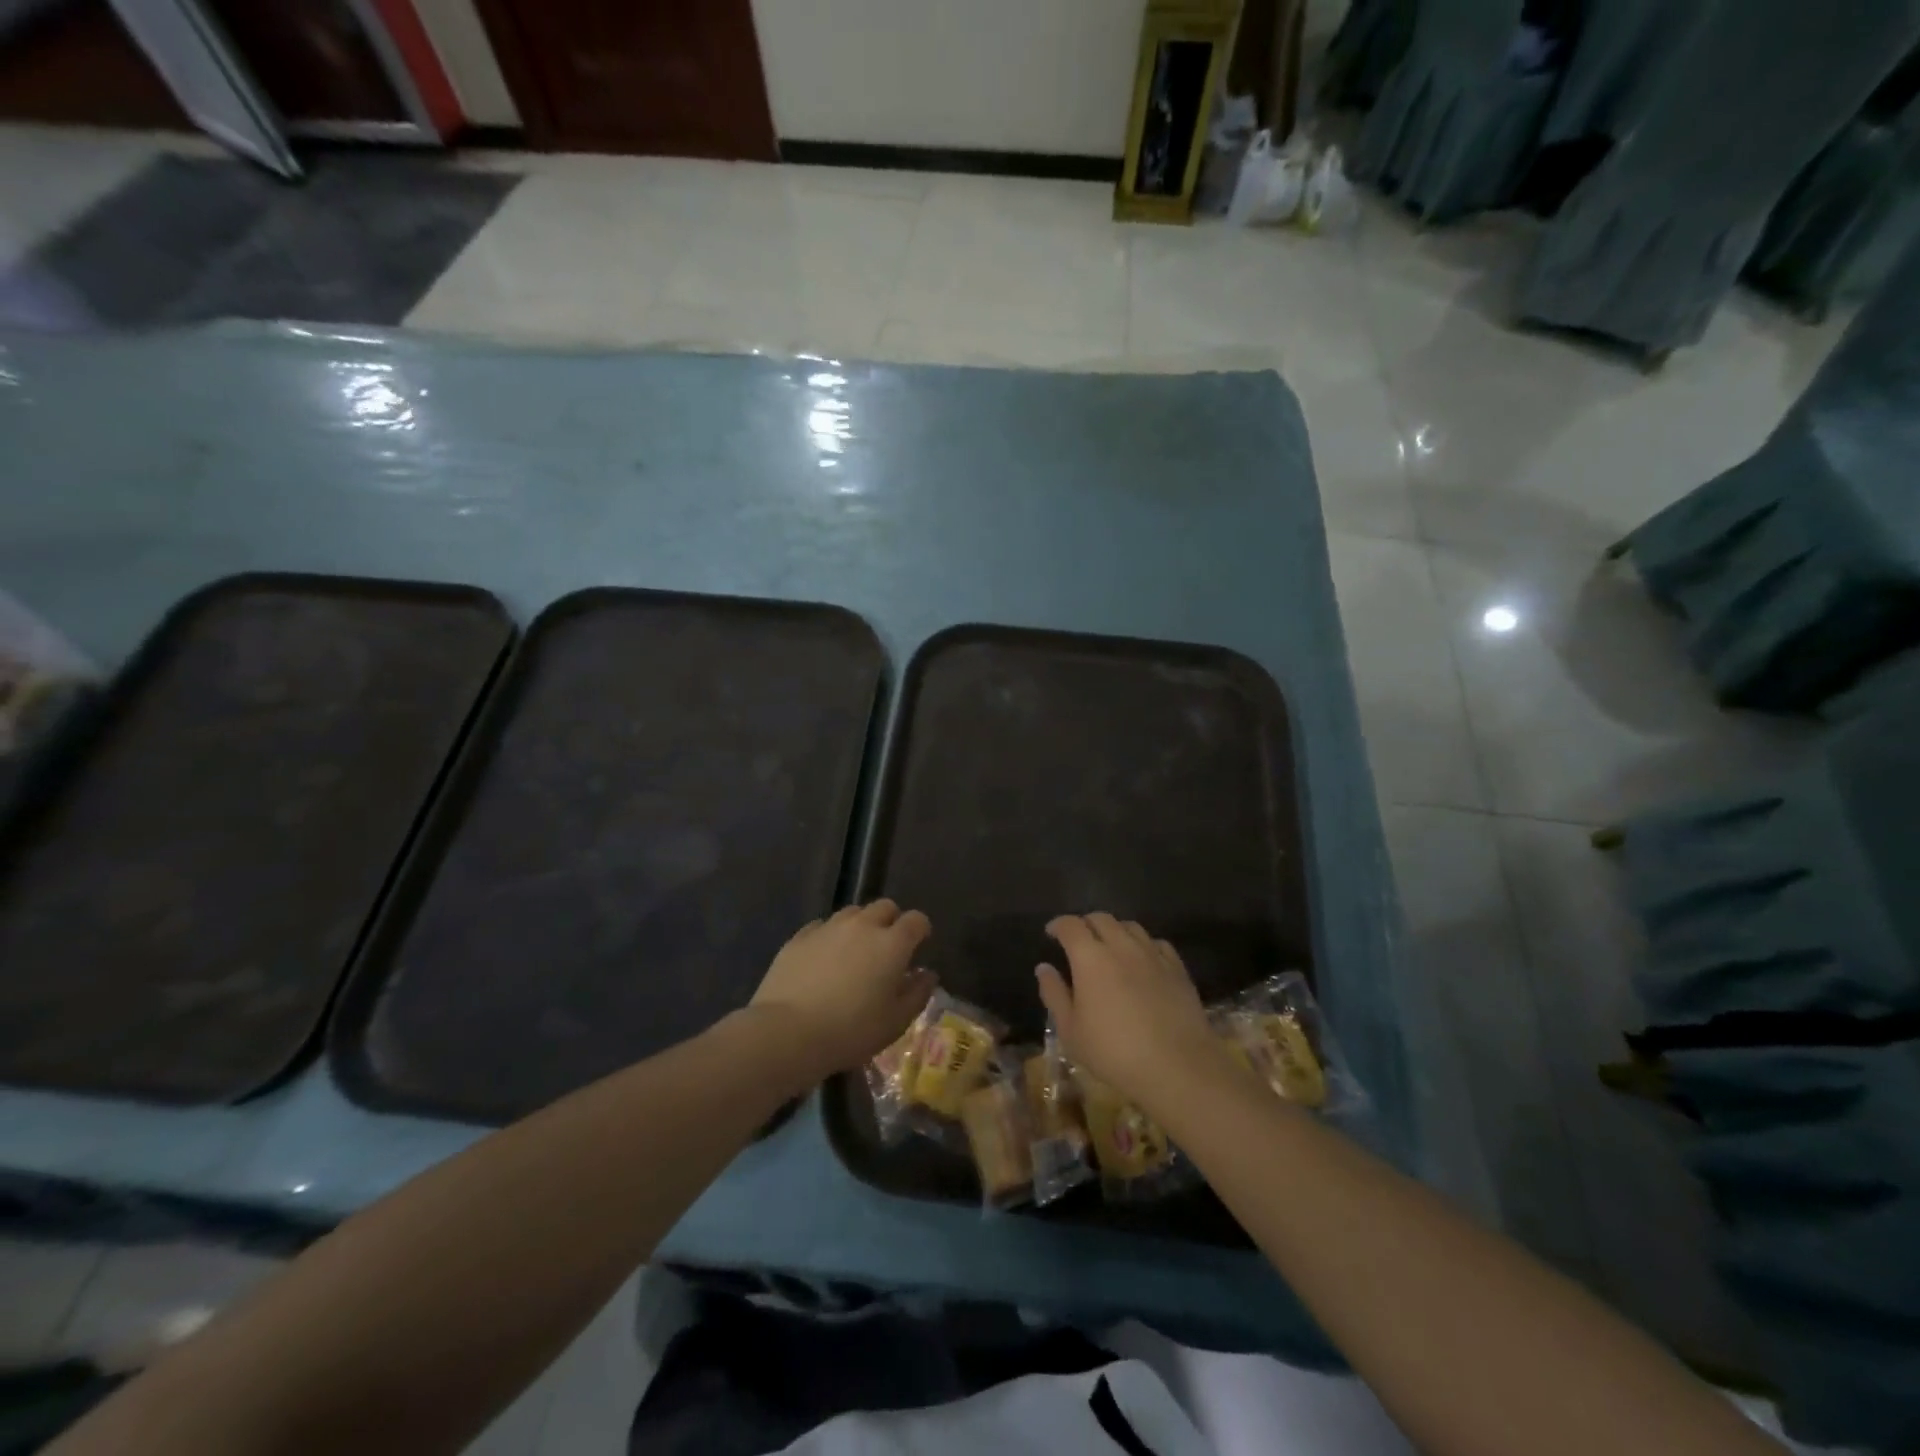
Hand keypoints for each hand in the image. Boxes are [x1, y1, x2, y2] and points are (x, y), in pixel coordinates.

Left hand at [751, 900, 935, 1081]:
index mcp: (892, 943)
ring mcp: (828, 927)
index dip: (920, 930)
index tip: (918, 946)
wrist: (788, 1032)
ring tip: (854, 952)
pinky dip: (829, 936)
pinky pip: (822, 926)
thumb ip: (917, 993)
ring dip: (860, 925)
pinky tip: (823, 959)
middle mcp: (862, 925)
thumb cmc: (851, 1031)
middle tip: (887, 948)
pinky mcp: (799, 936)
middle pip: (884, 907)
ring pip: (852, 912)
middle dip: (891, 921)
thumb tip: (927, 974)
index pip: (916, 920)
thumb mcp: (895, 1022)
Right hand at [1036, 913, 1225, 1103]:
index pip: (1071, 925)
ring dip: (1114, 930)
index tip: (1052, 933)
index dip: (1058, 925)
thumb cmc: (1114, 1052)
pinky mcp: (1177, 968)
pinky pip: (1156, 943)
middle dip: (1085, 923)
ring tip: (1109, 947)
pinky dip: (1143, 944)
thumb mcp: (1071, 1031)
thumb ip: (1054, 994)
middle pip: (1101, 918)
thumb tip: (1044, 968)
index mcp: (1090, 958)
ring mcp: (1152, 954)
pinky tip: (1142, 960)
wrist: (1176, 1067)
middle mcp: (1121, 946)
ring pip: (1130, 926)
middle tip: (1078, 940)